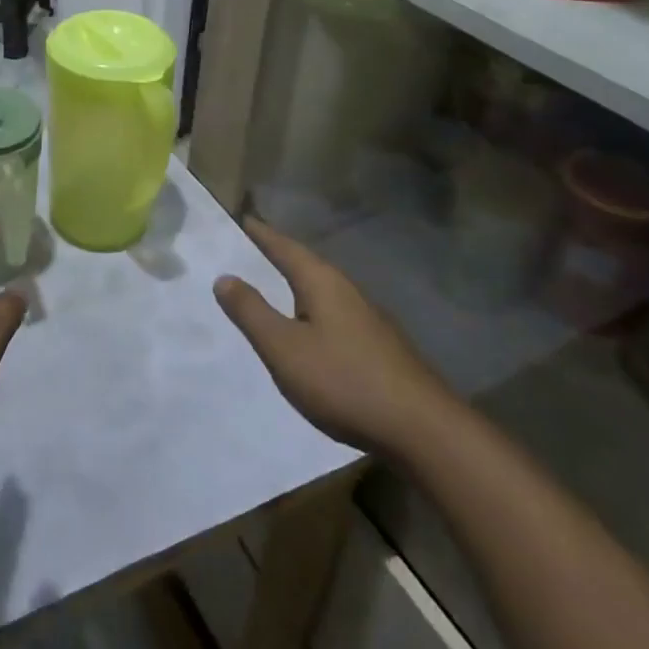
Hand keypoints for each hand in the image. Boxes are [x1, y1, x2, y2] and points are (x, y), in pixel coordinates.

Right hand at [214, 216, 456, 457]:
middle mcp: (347, 292)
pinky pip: (336, 316)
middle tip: (256, 247)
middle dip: (282, 256)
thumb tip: (224, 277)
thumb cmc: (344, 380)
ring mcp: (369, 320)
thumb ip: (251, 312)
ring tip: (278, 286)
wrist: (424, 430)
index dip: (263, 234)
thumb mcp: (284, 347)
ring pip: (324, 292)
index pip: (286, 248)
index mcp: (322, 283)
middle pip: (308, 265)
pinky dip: (315, 312)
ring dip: (299, 285)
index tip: (245, 218)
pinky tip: (312, 332)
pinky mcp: (381, 349)